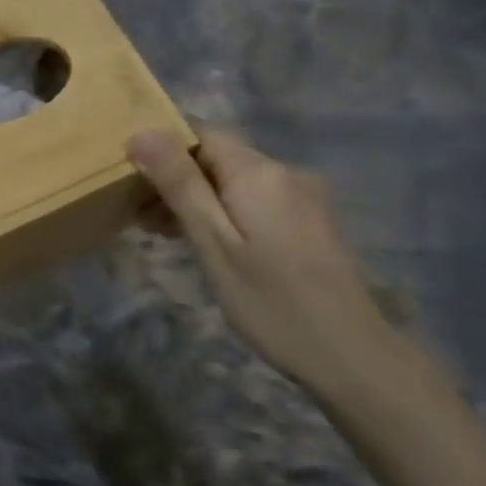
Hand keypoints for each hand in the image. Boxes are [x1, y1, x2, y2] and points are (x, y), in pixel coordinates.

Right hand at [127, 129, 402, 396]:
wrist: (351, 354)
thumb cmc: (271, 301)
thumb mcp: (214, 244)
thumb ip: (180, 186)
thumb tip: (143, 132)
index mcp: (259, 172)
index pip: (201, 135)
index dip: (164, 152)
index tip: (133, 184)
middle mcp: (286, 172)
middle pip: (219, 158)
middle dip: (179, 180)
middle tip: (142, 220)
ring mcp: (305, 196)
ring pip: (238, 181)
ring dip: (201, 199)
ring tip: (168, 235)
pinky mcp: (313, 221)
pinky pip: (260, 200)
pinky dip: (229, 212)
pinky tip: (214, 244)